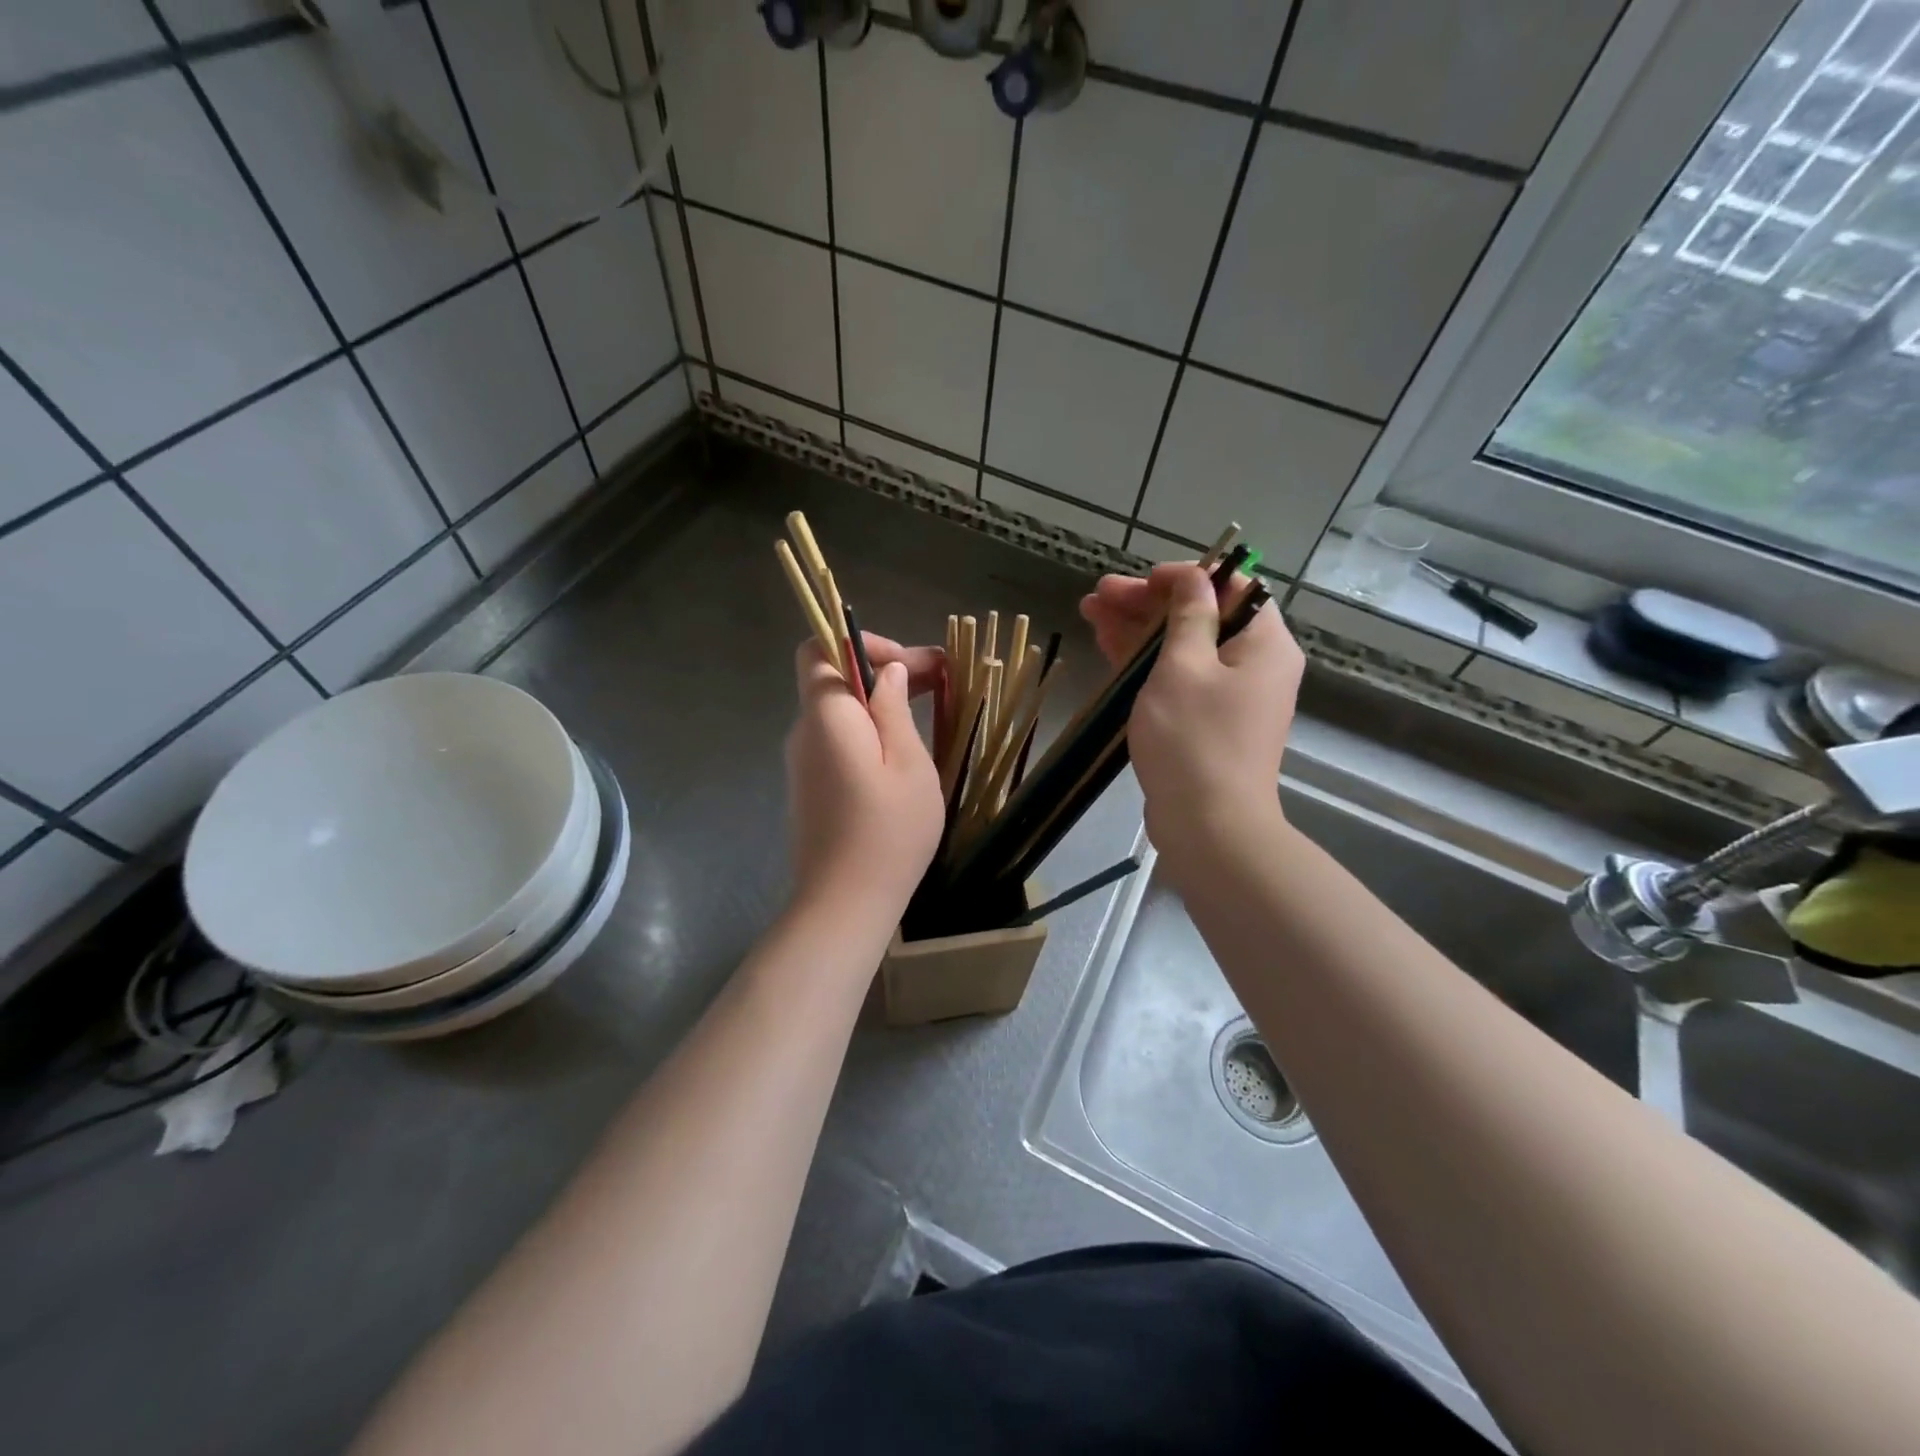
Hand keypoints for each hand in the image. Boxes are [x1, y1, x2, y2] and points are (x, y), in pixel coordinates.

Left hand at [785, 633, 944, 916]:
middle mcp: (805, 732)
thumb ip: (894, 709)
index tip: (904, 662)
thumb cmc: (887, 832)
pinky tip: (904, 751)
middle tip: (941, 680)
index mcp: (826, 716)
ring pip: (841, 713)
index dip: (858, 642)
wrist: (843, 905)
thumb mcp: (908, 764)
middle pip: (835, 680)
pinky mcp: (811, 789)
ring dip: (881, 702)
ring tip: (932, 710)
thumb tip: (887, 672)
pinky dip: (869, 732)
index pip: (818, 649)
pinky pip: (839, 742)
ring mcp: (804, 763)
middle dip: (885, 670)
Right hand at [1080, 563, 1303, 859]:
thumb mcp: (1184, 667)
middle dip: (1148, 602)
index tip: (1141, 580)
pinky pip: (1176, 678)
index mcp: (1264, 643)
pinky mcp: (1205, 721)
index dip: (1184, 577)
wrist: (1208, 826)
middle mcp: (1254, 664)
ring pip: (1182, 647)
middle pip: (1201, 616)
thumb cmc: (1194, 740)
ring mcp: (1228, 695)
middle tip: (1100, 595)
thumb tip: (1194, 578)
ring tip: (1090, 611)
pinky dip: (1144, 661)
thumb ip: (1187, 616)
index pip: (1231, 587)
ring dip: (1138, 628)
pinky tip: (1107, 644)